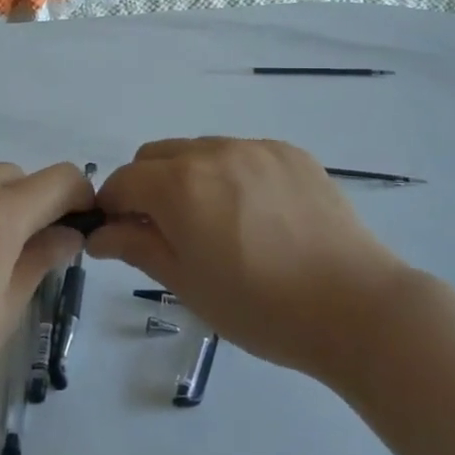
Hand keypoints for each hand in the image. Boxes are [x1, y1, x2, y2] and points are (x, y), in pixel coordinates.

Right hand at [90, 138, 408, 378]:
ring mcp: (256, 148)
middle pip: (156, 155)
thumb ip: (138, 247)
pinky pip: (243, 154)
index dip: (113, 207)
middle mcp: (213, 152)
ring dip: (190, 177)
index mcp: (179, 185)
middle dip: (147, 186)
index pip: (123, 181)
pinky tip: (258, 215)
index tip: (121, 236)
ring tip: (219, 224)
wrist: (354, 306)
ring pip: (200, 150)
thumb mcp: (187, 284)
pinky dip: (232, 175)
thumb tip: (100, 233)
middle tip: (167, 231)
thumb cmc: (260, 307)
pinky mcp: (291, 153)